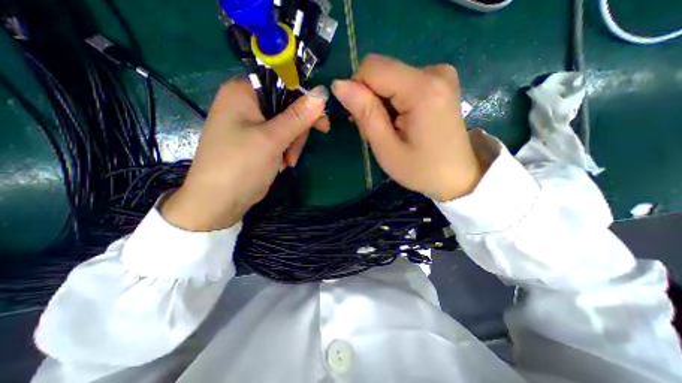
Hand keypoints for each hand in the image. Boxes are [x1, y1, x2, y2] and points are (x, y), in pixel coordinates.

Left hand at [161, 77, 329, 230]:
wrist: (219, 202)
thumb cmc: (241, 165)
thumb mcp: (272, 139)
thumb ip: (298, 116)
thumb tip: (323, 93)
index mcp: (243, 92)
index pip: (283, 83)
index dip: (305, 100)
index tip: (321, 121)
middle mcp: (246, 104)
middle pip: (287, 106)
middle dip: (298, 130)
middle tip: (298, 150)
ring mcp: (251, 124)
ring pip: (287, 125)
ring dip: (292, 144)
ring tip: (287, 162)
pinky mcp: (256, 140)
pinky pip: (280, 137)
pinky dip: (285, 150)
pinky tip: (282, 163)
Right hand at [332, 55, 483, 201]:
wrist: (458, 177)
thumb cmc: (421, 170)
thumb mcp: (387, 148)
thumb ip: (365, 113)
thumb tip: (339, 84)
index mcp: (422, 88)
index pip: (371, 68)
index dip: (359, 92)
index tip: (364, 121)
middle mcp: (434, 71)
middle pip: (381, 73)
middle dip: (370, 101)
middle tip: (378, 132)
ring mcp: (440, 75)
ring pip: (389, 79)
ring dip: (381, 105)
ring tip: (391, 131)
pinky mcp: (440, 83)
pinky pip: (402, 84)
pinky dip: (394, 103)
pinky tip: (401, 124)